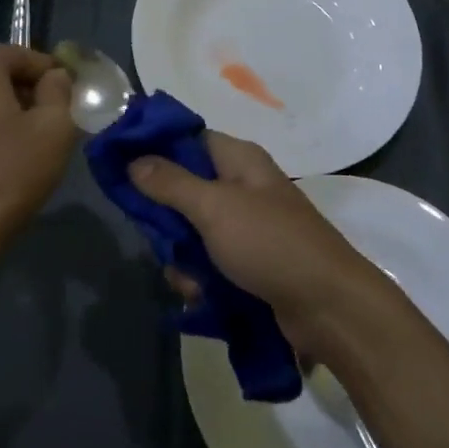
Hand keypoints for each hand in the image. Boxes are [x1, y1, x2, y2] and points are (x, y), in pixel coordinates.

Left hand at [0, 45, 75, 253]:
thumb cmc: (13, 173)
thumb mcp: (56, 127)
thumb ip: (59, 91)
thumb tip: (55, 76)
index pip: (16, 52)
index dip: (45, 66)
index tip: (67, 88)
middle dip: (25, 87)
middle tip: (52, 113)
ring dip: (3, 109)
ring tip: (28, 138)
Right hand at [128, 132, 392, 355]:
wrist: (328, 307)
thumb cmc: (270, 244)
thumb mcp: (215, 208)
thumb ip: (170, 183)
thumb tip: (133, 159)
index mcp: (239, 160)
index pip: (187, 139)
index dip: (154, 149)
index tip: (120, 167)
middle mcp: (243, 187)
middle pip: (184, 190)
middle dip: (166, 220)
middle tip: (158, 239)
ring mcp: (247, 228)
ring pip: (191, 232)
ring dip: (183, 258)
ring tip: (190, 280)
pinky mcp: (249, 263)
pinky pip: (209, 263)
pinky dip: (201, 280)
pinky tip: (202, 298)